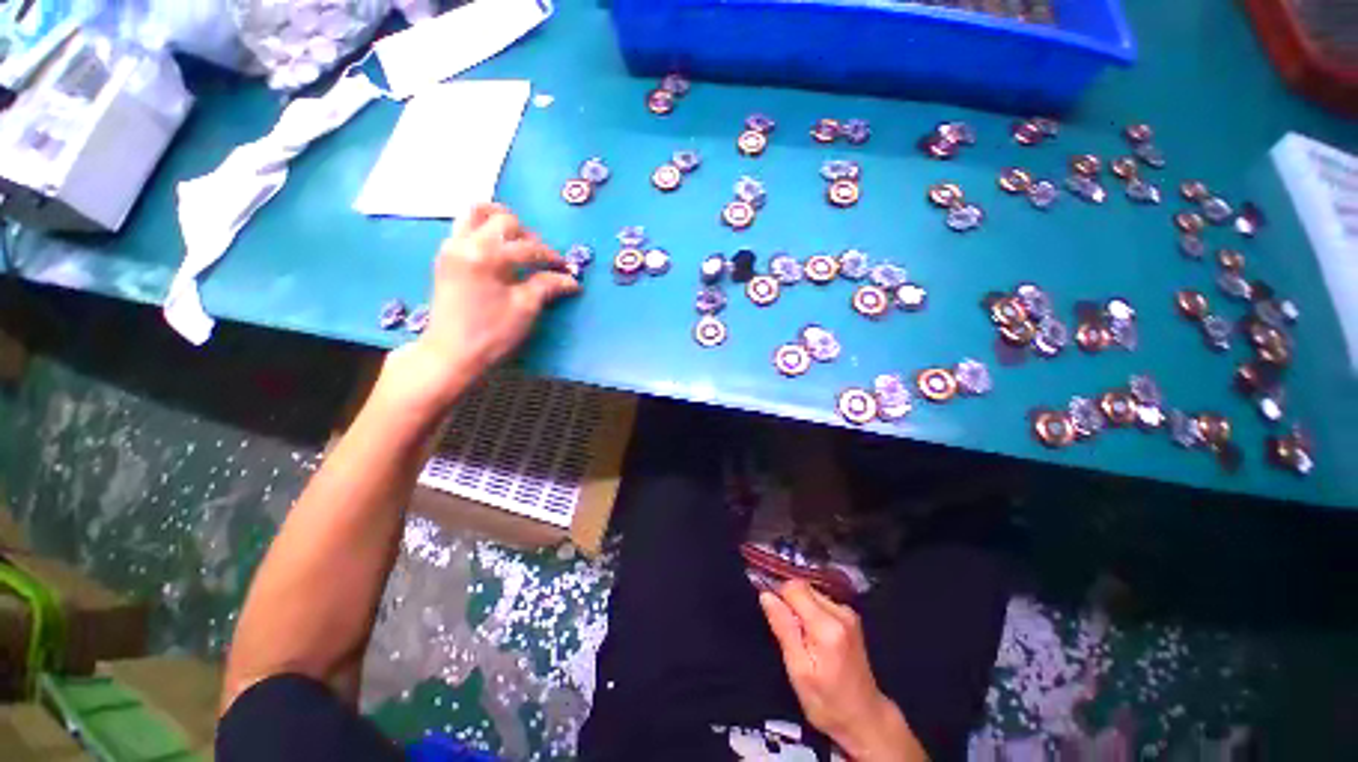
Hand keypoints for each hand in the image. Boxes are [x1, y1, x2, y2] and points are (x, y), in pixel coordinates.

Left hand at [378, 204, 578, 417]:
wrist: (451, 353)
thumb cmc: (491, 333)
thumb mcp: (525, 308)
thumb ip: (548, 286)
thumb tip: (572, 280)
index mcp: (486, 255)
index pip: (528, 247)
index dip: (552, 257)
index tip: (566, 269)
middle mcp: (464, 242)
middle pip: (501, 218)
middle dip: (527, 235)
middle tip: (541, 257)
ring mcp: (451, 247)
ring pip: (476, 213)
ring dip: (501, 222)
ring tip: (518, 242)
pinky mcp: (446, 257)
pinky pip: (465, 227)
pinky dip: (485, 231)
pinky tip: (499, 253)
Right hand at [760, 580, 925, 760]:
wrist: (865, 718)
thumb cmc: (827, 702)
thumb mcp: (798, 671)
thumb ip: (783, 629)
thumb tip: (766, 595)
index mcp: (827, 626)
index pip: (794, 588)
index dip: (779, 596)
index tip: (775, 619)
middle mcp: (841, 612)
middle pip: (803, 587)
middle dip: (789, 603)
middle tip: (789, 636)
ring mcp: (848, 613)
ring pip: (811, 592)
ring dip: (800, 608)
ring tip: (802, 639)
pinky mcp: (850, 616)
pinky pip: (820, 600)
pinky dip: (810, 612)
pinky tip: (813, 637)